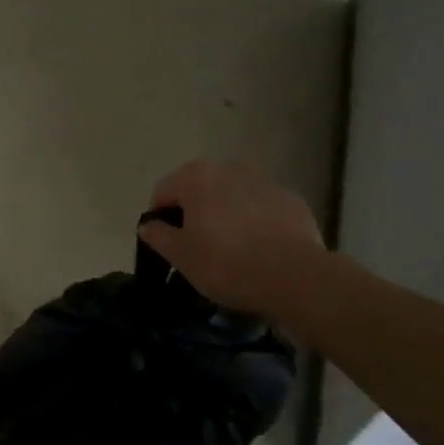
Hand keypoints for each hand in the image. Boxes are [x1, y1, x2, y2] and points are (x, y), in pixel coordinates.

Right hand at [139, 158, 325, 316]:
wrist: (295, 277)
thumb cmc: (226, 263)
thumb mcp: (181, 256)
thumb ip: (158, 235)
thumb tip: (148, 225)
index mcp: (195, 176)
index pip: (163, 192)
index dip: (160, 218)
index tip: (167, 244)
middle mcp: (228, 167)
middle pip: (199, 188)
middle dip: (195, 212)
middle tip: (199, 247)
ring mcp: (263, 181)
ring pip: (233, 195)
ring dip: (227, 213)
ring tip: (233, 248)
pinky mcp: (292, 200)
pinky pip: (263, 207)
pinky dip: (257, 221)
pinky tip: (261, 249)